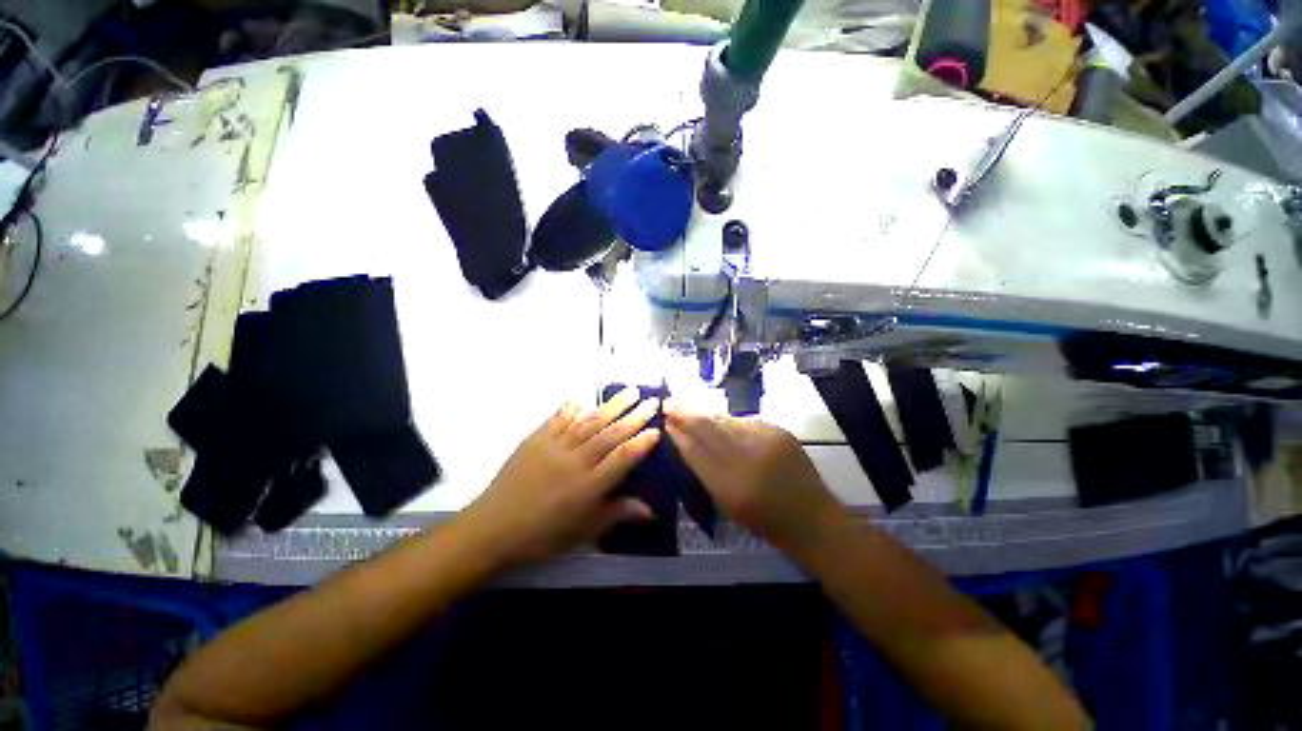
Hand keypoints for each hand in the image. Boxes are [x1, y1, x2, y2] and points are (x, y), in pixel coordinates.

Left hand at [459, 388, 660, 567]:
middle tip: (651, 400)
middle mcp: (575, 462)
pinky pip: (557, 419)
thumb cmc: (542, 535)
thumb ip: (617, 514)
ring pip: (589, 422)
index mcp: (589, 486)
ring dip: (611, 406)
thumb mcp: (583, 531)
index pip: (622, 458)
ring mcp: (554, 447)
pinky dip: (571, 407)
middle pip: (610, 435)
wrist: (493, 528)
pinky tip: (583, 397)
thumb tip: (651, 510)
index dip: (641, 443)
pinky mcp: (535, 439)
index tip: (657, 429)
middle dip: (634, 417)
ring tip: (629, 391)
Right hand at [664, 403, 842, 552]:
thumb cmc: (765, 519)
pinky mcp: (780, 431)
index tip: (665, 420)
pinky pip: (745, 422)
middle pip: (708, 429)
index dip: (679, 434)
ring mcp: (766, 441)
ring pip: (726, 421)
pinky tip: (723, 423)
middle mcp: (748, 459)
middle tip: (670, 403)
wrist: (812, 517)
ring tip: (691, 409)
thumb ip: (705, 471)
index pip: (696, 452)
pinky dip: (730, 423)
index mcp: (731, 486)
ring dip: (707, 415)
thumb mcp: (728, 503)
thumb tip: (686, 441)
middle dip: (686, 414)